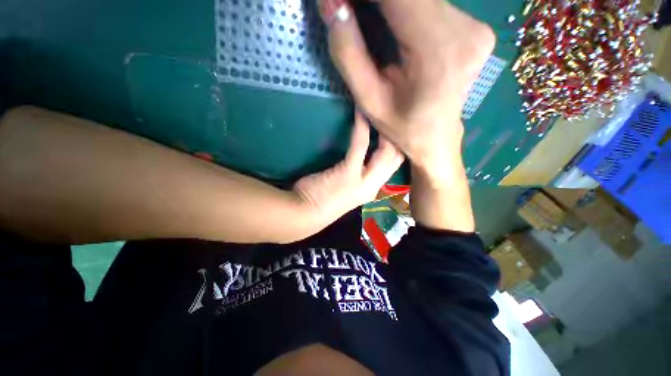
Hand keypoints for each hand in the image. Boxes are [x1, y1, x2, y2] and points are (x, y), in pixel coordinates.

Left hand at [293, 113, 403, 221]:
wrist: (304, 214)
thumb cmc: (321, 200)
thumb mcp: (344, 187)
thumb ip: (355, 173)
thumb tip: (359, 155)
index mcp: (372, 188)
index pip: (394, 165)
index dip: (398, 146)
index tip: (394, 128)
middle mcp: (374, 186)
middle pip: (397, 158)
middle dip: (399, 136)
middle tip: (393, 114)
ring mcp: (364, 181)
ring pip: (388, 152)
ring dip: (385, 129)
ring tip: (381, 108)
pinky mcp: (349, 173)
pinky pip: (361, 145)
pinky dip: (362, 127)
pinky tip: (361, 111)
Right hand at [320, 0, 494, 181]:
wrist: (436, 138)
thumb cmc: (401, 127)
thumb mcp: (368, 100)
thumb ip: (348, 53)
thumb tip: (331, 4)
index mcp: (438, 52)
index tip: (340, 2)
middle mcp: (466, 29)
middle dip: (373, 1)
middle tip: (348, 10)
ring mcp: (474, 25)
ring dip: (387, 5)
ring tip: (365, 17)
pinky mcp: (473, 25)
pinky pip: (430, 4)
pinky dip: (404, 8)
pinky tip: (390, 22)